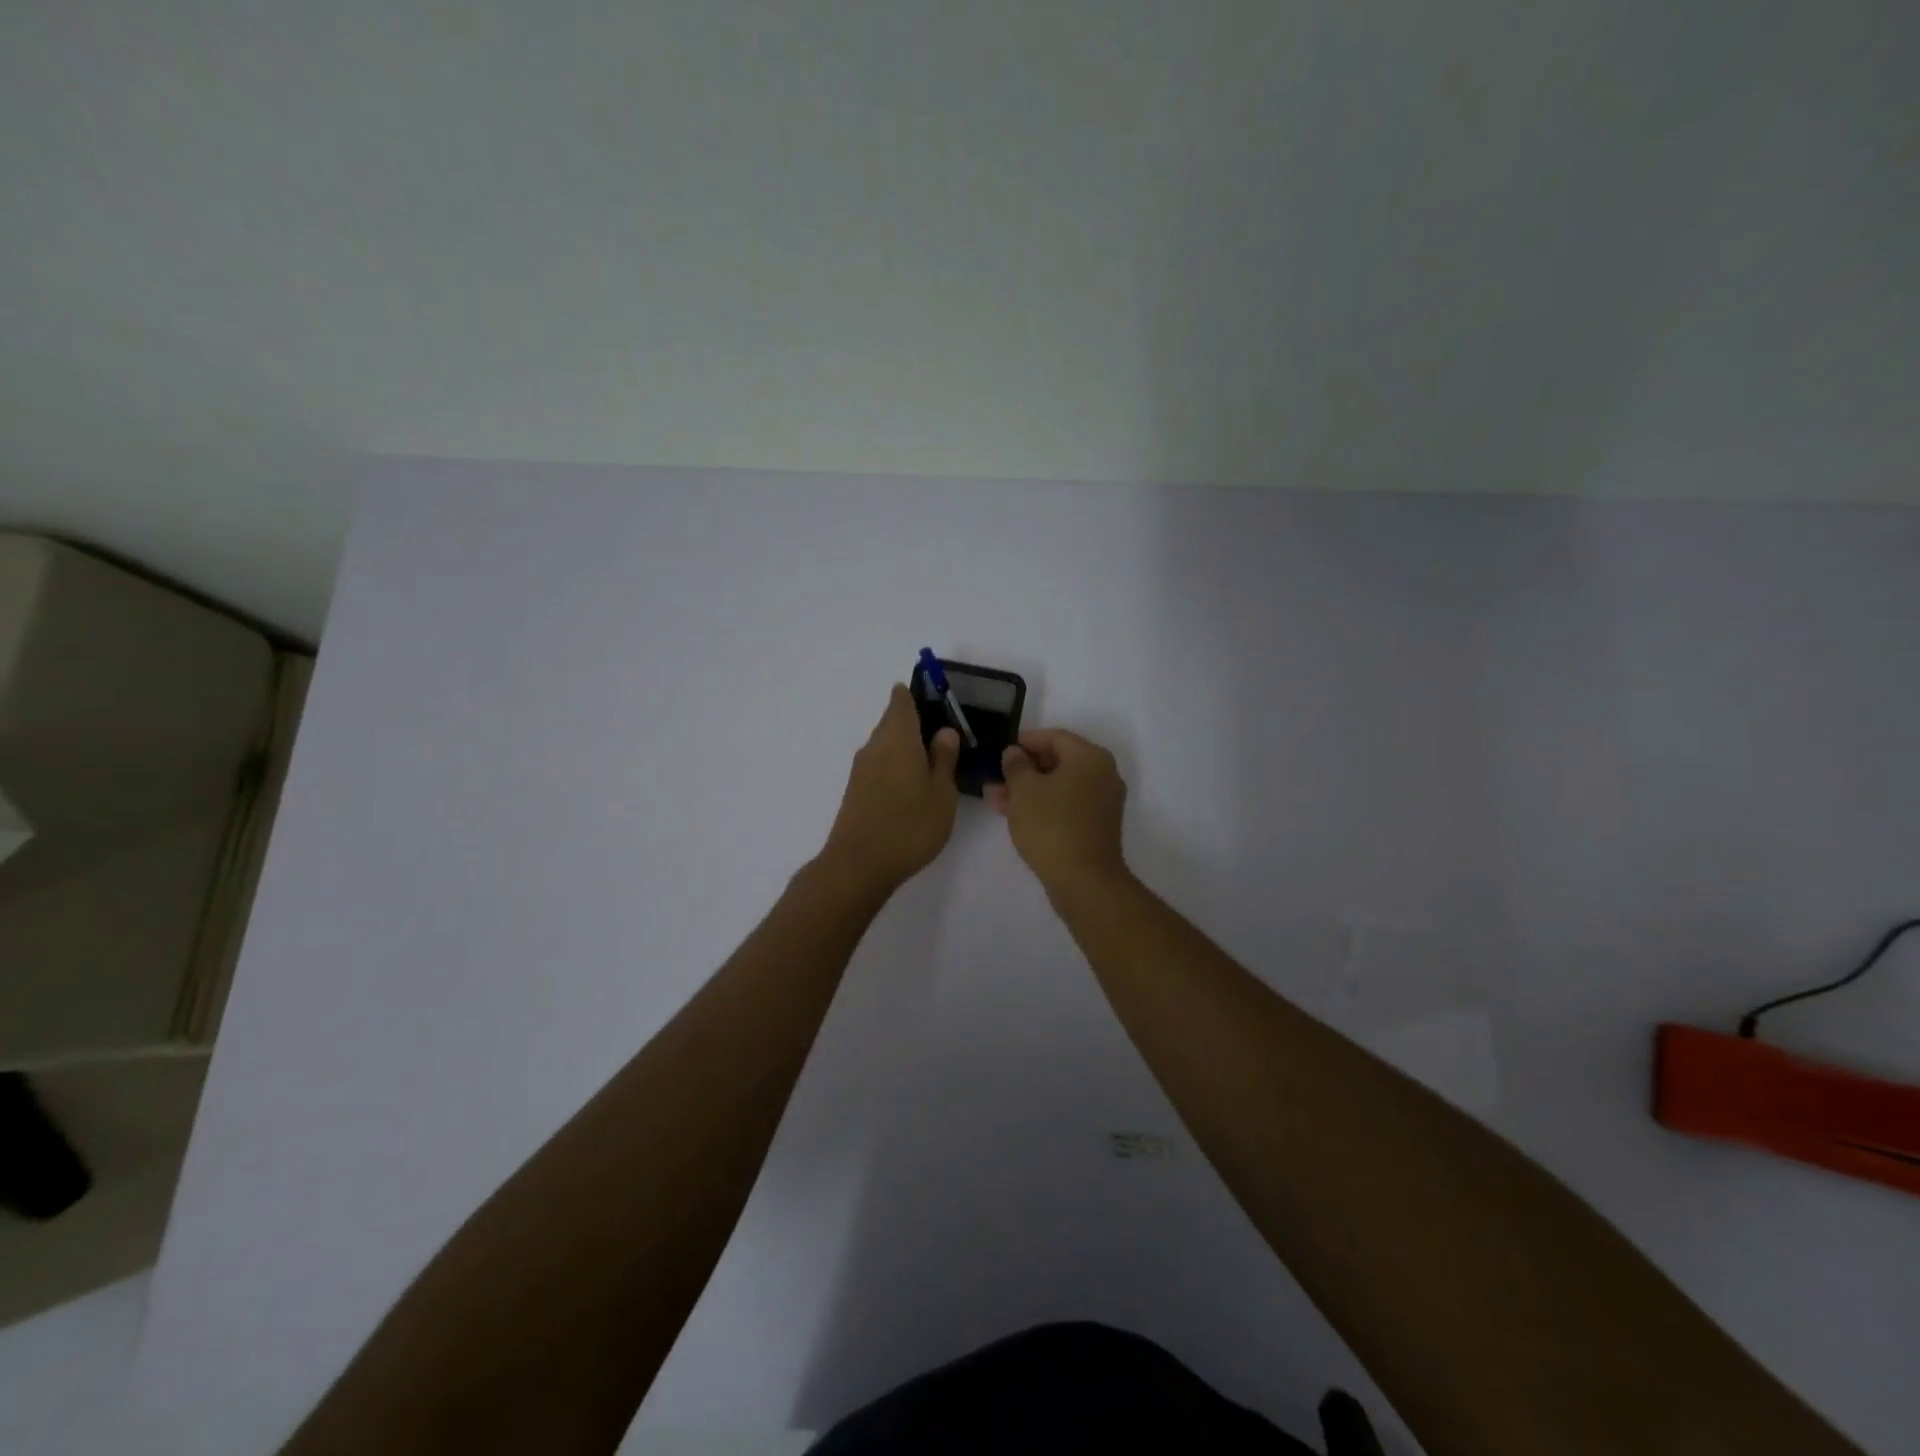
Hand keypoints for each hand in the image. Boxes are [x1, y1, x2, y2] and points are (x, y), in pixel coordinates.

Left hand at [822, 685, 960, 890]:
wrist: (859, 864)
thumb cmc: (910, 824)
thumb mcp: (941, 791)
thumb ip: (944, 758)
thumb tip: (945, 731)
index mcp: (898, 737)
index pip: (902, 701)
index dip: (915, 695)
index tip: (934, 698)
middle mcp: (875, 746)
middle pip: (892, 722)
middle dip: (914, 722)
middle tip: (943, 735)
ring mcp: (861, 769)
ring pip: (885, 745)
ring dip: (905, 746)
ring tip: (933, 761)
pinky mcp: (856, 791)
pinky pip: (879, 765)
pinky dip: (895, 766)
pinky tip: (912, 785)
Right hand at [986, 728, 1128, 892]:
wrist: (1083, 880)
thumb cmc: (1051, 825)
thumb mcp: (1024, 790)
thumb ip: (1016, 765)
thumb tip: (1014, 753)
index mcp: (1090, 757)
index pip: (1055, 737)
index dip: (1025, 741)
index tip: (1002, 750)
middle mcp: (1103, 774)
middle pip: (1058, 761)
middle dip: (1023, 769)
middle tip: (995, 777)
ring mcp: (1103, 801)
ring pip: (1059, 786)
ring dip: (1028, 789)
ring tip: (995, 798)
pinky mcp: (1097, 825)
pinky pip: (1066, 804)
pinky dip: (1043, 805)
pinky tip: (1014, 814)